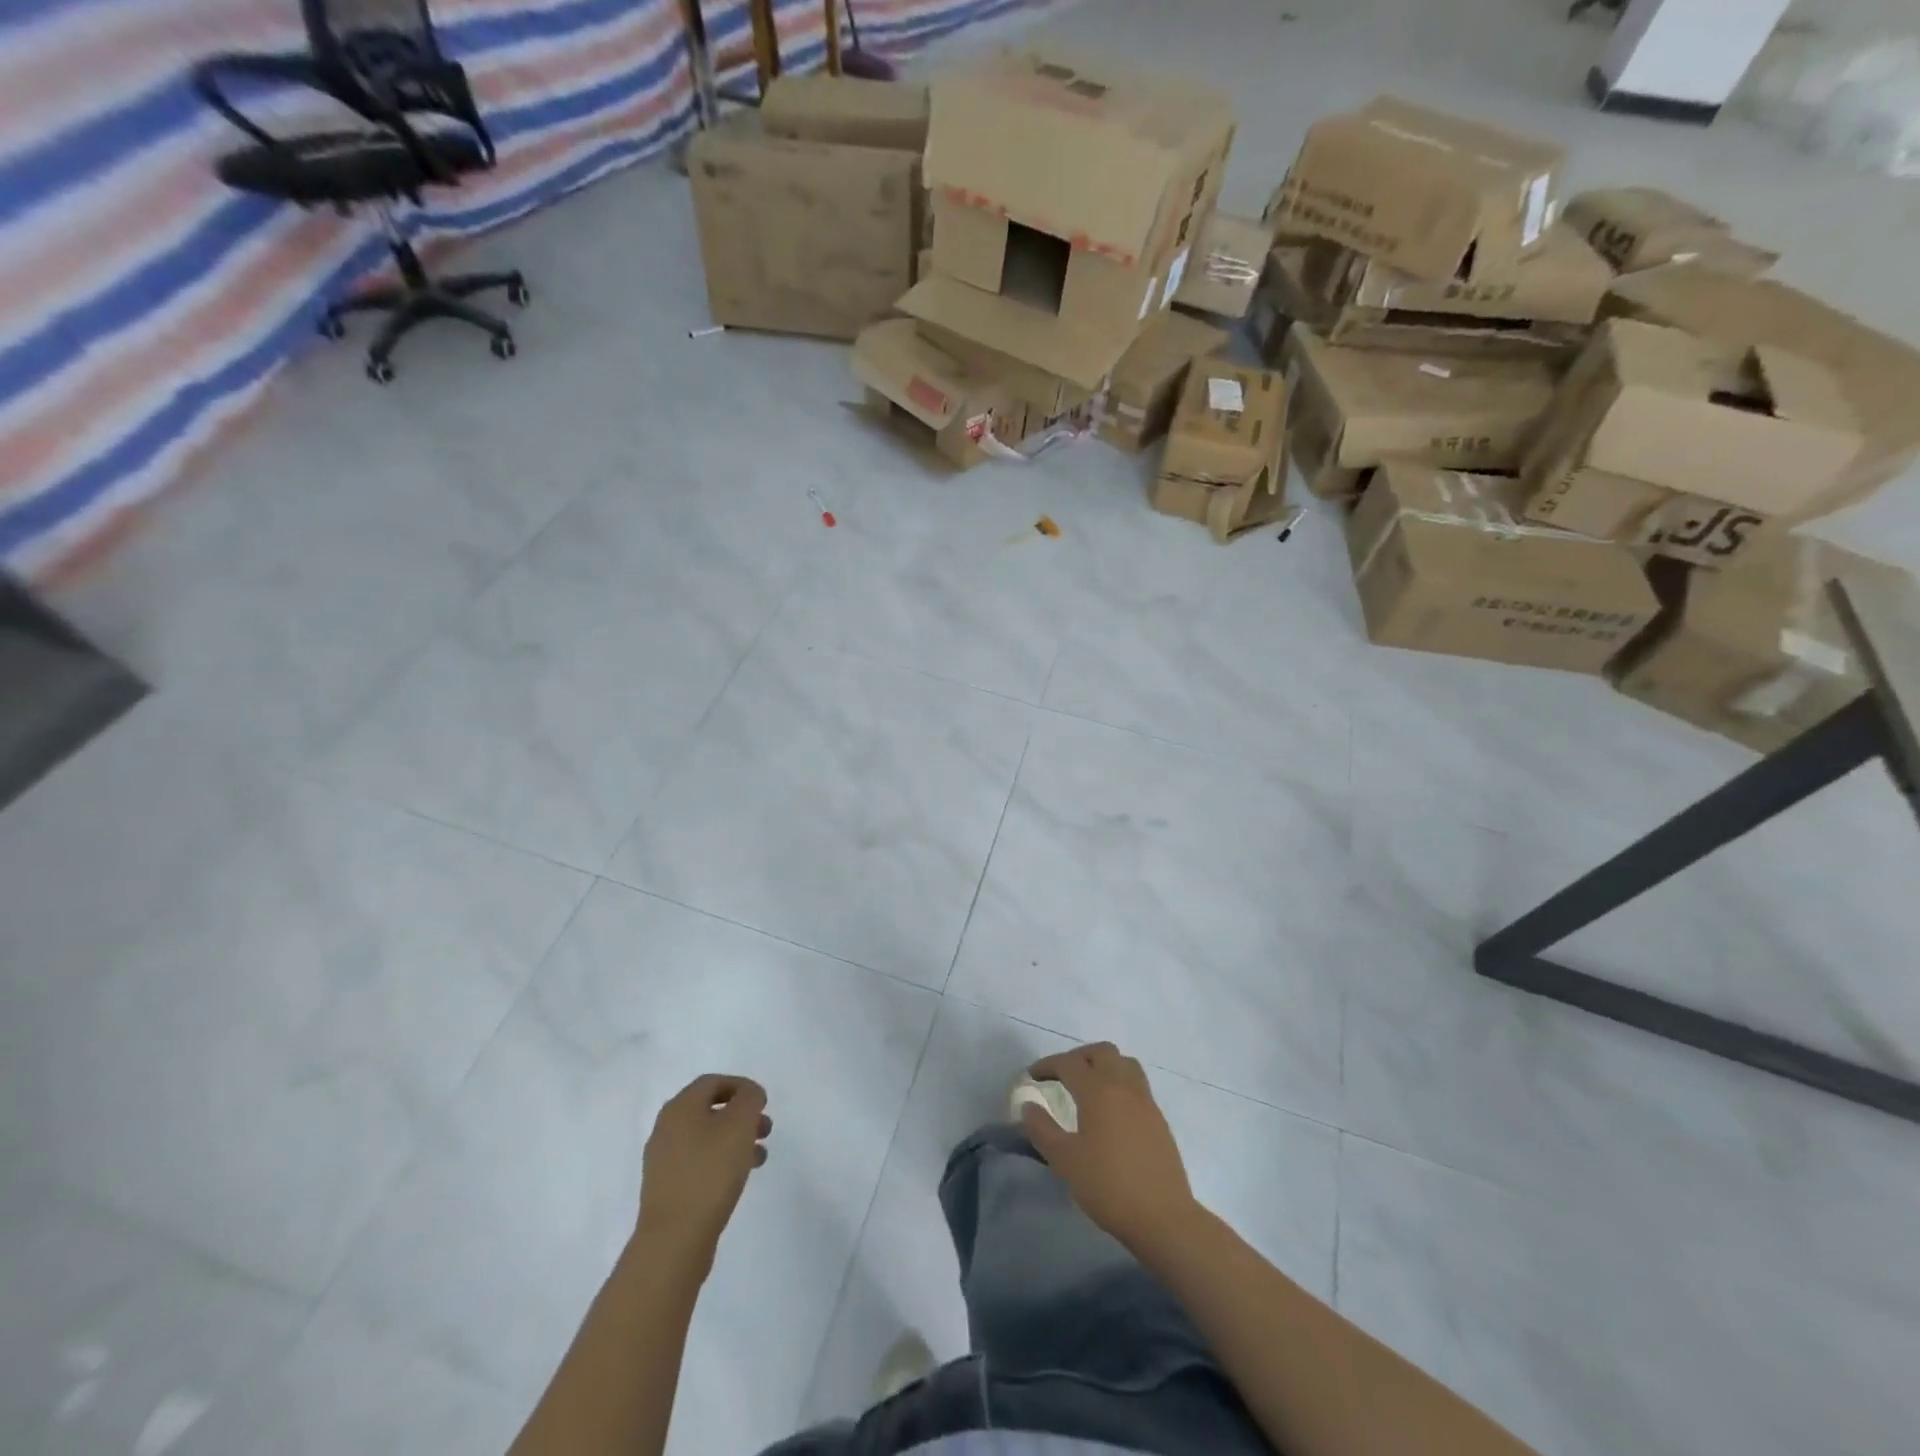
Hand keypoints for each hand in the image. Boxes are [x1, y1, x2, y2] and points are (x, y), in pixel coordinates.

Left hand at [636, 1075, 771, 1271]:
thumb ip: (749, 1099)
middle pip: (709, 1110)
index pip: (712, 1082)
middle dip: (741, 1115)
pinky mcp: (667, 1189)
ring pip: (706, 1138)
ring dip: (735, 1140)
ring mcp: (663, 1161)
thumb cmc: (710, 1172)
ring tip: (759, 1156)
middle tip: (765, 1129)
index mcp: (680, 1108)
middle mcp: (666, 1129)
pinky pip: (699, 1163)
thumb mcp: (740, 1124)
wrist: (674, 1240)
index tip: (763, 1103)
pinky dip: (721, 1161)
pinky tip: (739, 1178)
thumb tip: (749, 1095)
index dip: (741, 1087)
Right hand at [1020, 1043, 1201, 1260]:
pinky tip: (1110, 1111)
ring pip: (1124, 1063)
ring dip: (1103, 1065)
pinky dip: (1119, 1083)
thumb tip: (1028, 1106)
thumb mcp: (1065, 1161)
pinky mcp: (1158, 1119)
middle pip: (1101, 1052)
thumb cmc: (1108, 1186)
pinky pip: (1136, 1084)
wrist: (1163, 1217)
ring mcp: (1145, 1101)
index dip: (1048, 1065)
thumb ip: (1042, 1129)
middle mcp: (1123, 1086)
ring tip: (1087, 1086)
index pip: (1069, 1063)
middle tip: (1061, 1076)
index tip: (1032, 1076)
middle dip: (1078, 1057)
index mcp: (1098, 1091)